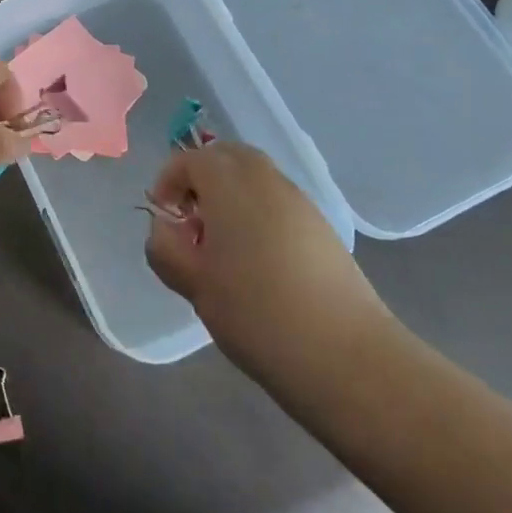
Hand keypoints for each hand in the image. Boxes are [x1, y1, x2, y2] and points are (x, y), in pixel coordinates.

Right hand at [145, 142, 391, 392]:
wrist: (347, 356)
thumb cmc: (257, 313)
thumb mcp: (194, 285)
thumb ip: (166, 248)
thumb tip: (165, 229)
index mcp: (228, 183)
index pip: (188, 160)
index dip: (168, 182)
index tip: (164, 220)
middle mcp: (264, 178)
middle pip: (225, 156)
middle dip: (201, 178)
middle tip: (191, 221)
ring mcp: (298, 200)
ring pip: (254, 176)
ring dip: (230, 195)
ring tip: (222, 245)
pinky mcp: (321, 226)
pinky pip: (277, 200)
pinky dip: (258, 212)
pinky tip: (258, 260)